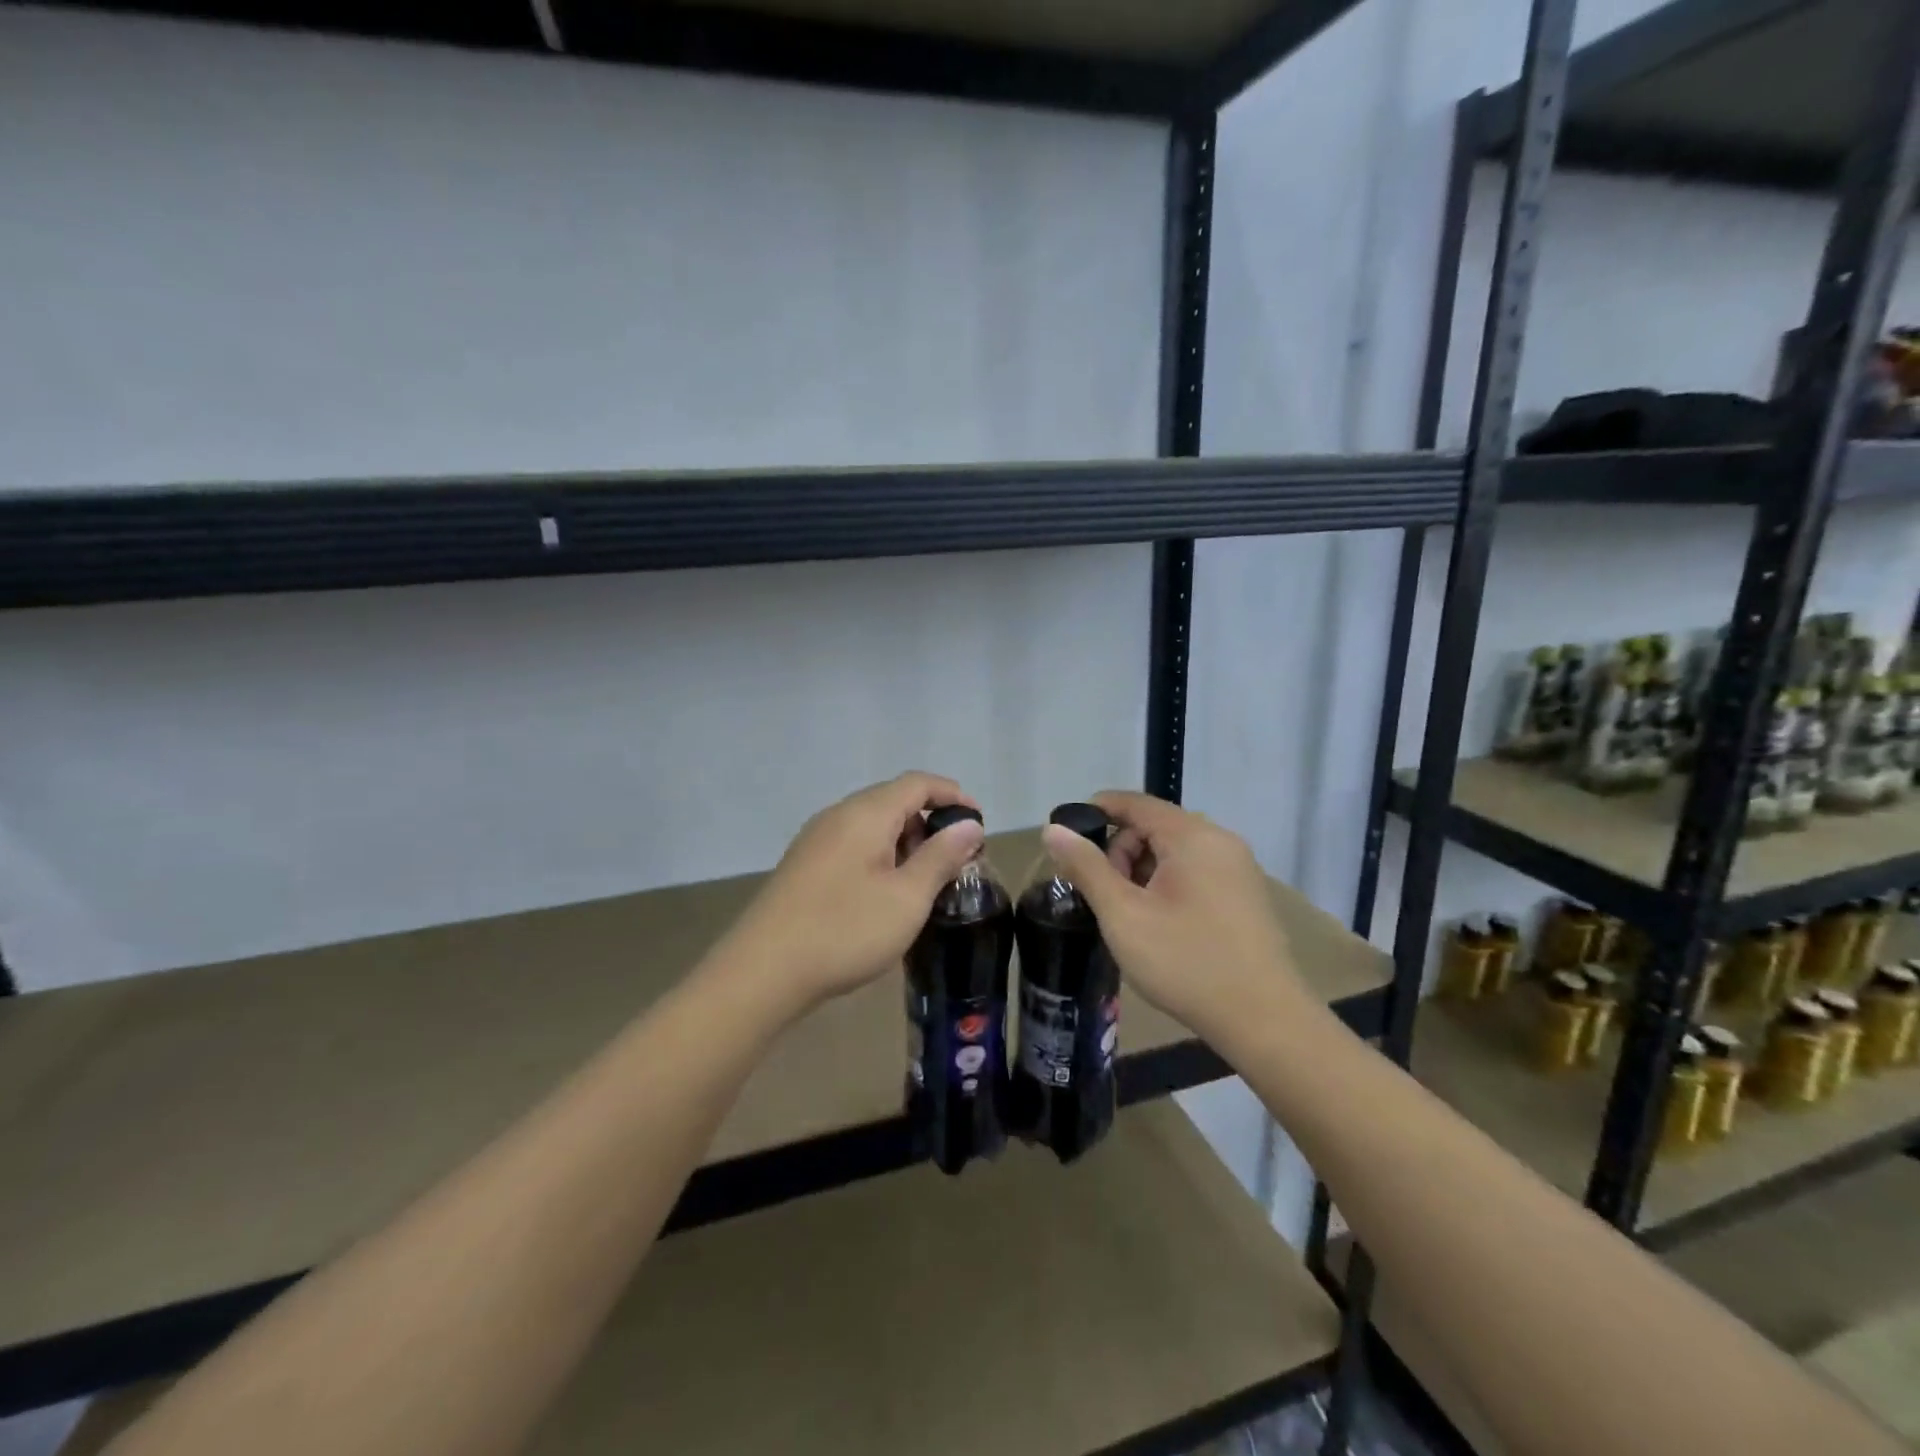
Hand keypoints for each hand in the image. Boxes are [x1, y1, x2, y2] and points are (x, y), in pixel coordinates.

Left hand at [724, 773, 985, 1016]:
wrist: (762, 971)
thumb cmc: (844, 930)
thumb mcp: (907, 898)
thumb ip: (941, 857)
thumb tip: (970, 825)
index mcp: (866, 814)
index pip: (918, 783)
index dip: (953, 795)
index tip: (979, 823)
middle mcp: (838, 815)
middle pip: (894, 800)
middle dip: (931, 822)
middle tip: (956, 860)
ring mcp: (816, 839)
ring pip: (872, 824)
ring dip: (906, 841)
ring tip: (926, 880)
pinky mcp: (804, 865)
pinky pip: (853, 844)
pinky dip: (881, 855)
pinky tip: (886, 892)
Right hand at [1040, 791, 1302, 1043]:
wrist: (1265, 1021)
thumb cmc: (1186, 962)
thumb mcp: (1123, 914)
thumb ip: (1086, 867)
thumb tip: (1053, 829)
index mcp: (1192, 836)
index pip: (1135, 803)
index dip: (1096, 811)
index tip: (1066, 837)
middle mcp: (1220, 841)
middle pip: (1155, 826)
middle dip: (1120, 852)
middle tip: (1103, 895)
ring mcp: (1239, 869)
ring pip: (1175, 852)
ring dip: (1142, 872)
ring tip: (1129, 915)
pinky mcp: (1246, 896)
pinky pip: (1196, 872)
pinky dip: (1167, 885)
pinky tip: (1159, 924)